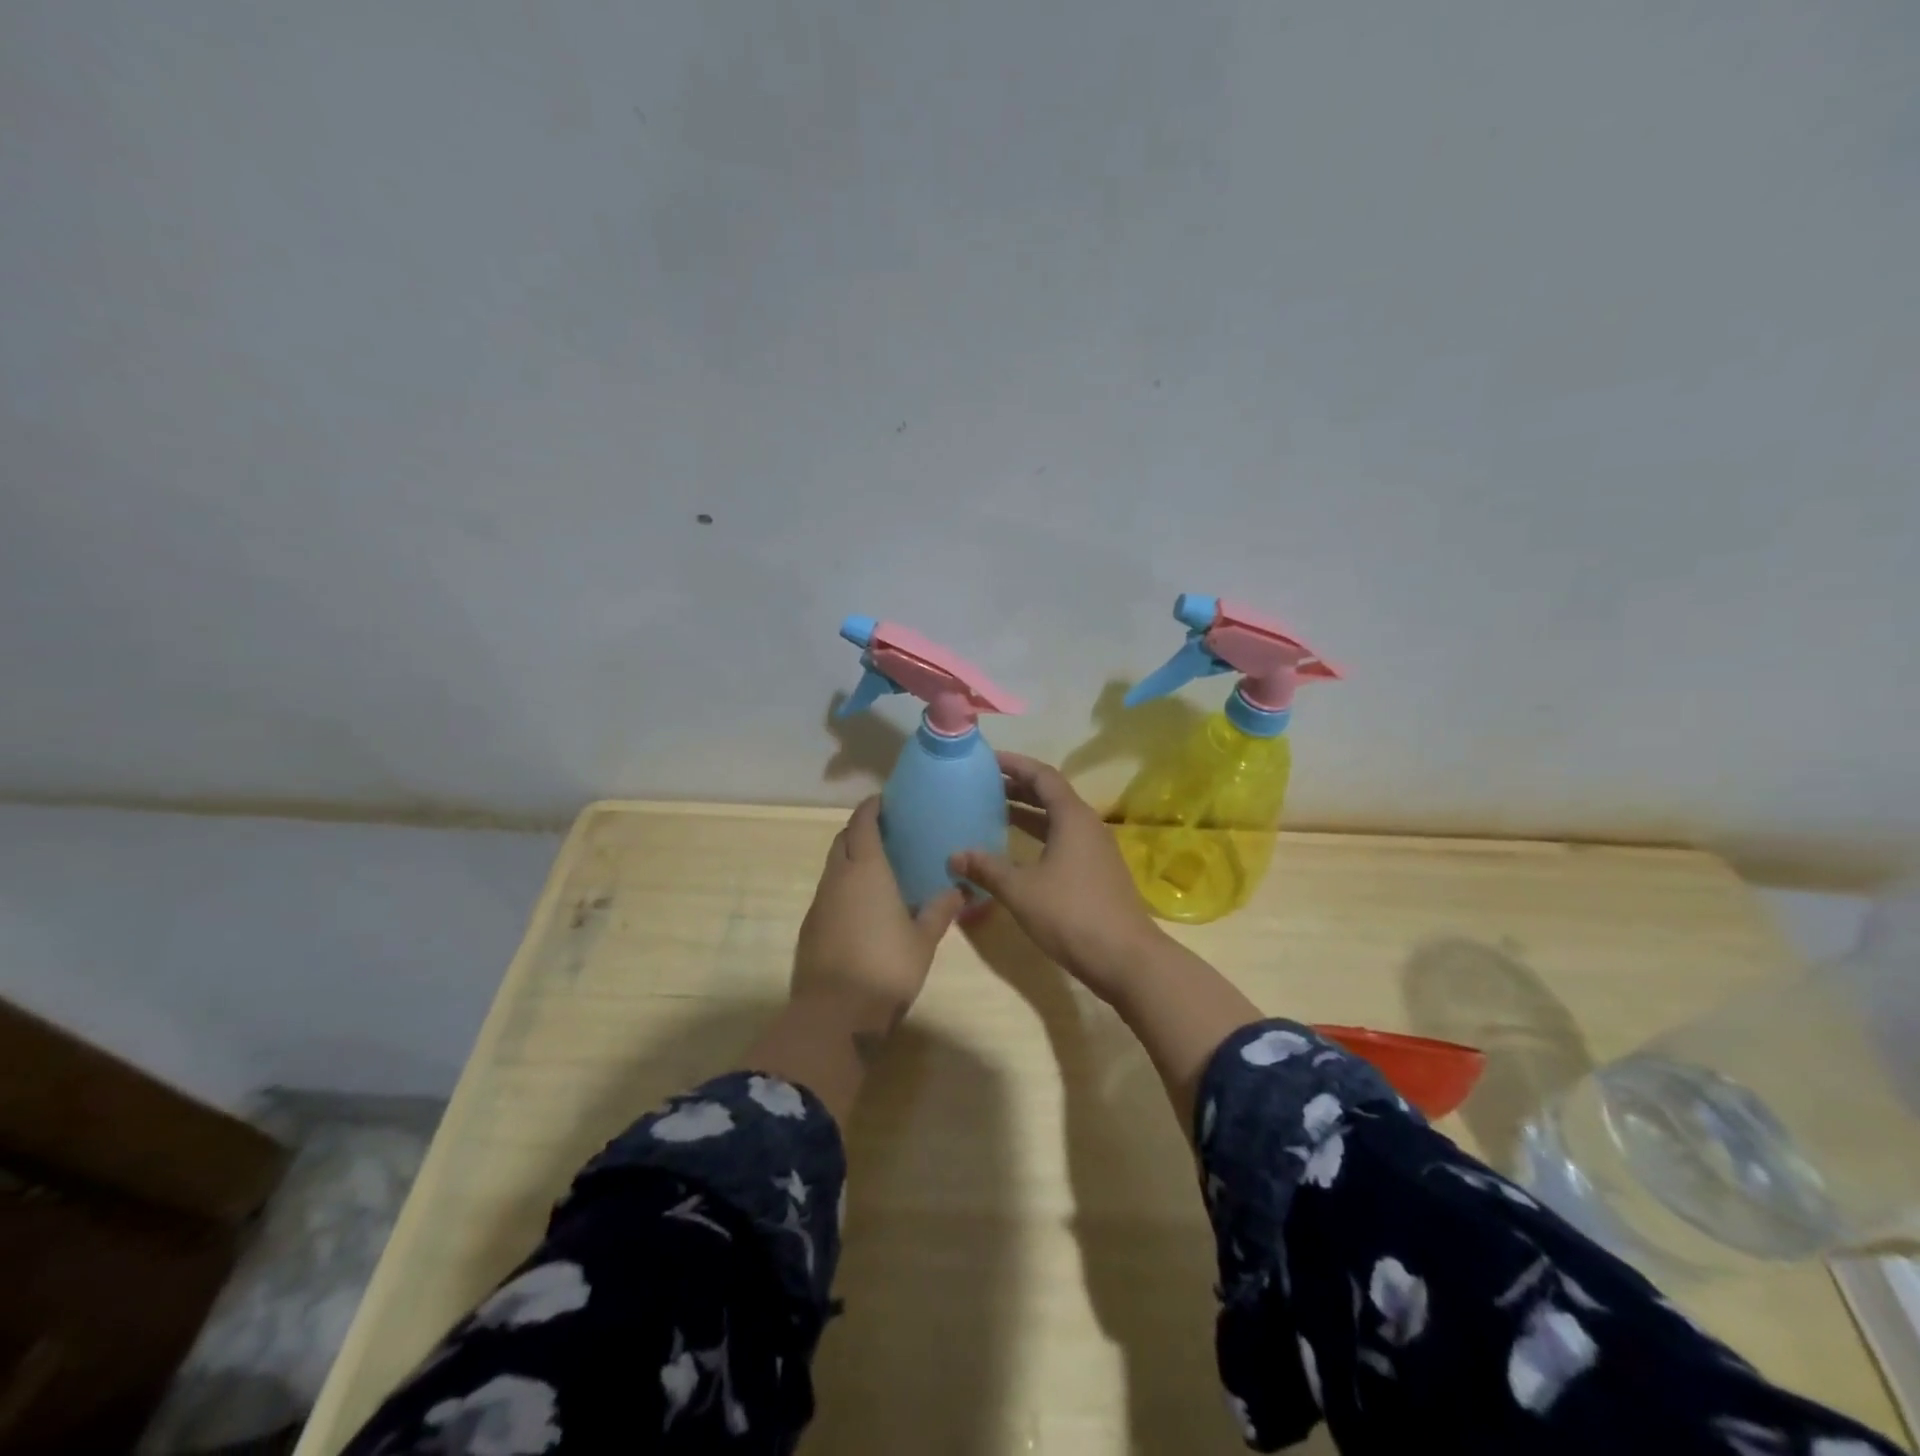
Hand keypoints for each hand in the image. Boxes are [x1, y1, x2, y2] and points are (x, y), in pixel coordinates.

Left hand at [793, 797, 964, 1036]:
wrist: (835, 1014)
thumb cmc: (886, 967)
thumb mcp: (923, 940)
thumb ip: (939, 910)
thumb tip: (958, 890)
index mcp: (866, 870)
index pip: (862, 824)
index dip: (871, 808)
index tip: (884, 800)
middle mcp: (837, 878)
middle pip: (842, 840)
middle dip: (859, 829)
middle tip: (886, 832)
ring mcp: (819, 903)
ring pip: (833, 867)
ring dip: (850, 859)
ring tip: (878, 867)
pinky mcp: (810, 928)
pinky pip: (828, 893)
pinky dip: (843, 886)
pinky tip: (862, 904)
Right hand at [949, 752, 1165, 1001]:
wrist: (1126, 959)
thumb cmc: (1072, 915)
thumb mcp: (1022, 891)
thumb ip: (987, 869)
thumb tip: (955, 855)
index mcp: (1072, 817)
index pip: (1042, 776)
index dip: (1014, 764)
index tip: (986, 759)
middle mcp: (1087, 825)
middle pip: (1050, 795)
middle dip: (1017, 787)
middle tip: (983, 784)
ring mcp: (1095, 850)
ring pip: (1057, 820)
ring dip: (1027, 813)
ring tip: (992, 811)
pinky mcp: (1097, 872)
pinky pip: (1063, 840)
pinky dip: (1038, 836)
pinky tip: (1016, 852)